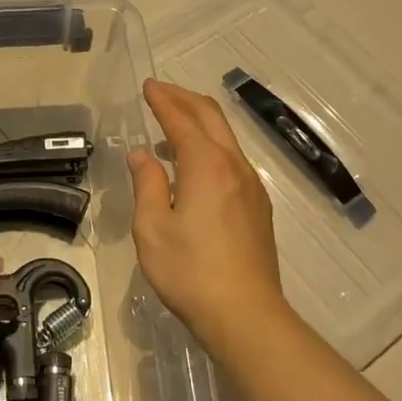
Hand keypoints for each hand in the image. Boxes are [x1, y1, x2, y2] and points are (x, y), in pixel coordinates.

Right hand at [129, 79, 294, 353]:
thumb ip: (147, 184)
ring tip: (173, 124)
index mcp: (207, 166)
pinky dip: (211, 145)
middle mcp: (235, 167)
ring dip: (199, 121)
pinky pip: (233, 159)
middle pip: (211, 118)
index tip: (148, 86)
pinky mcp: (258, 206)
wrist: (245, 314)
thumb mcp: (152, 229)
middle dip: (184, 99)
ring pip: (226, 137)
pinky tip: (195, 164)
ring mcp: (252, 186)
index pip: (182, 120)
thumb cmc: (190, 272)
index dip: (163, 100)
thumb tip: (143, 156)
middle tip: (161, 92)